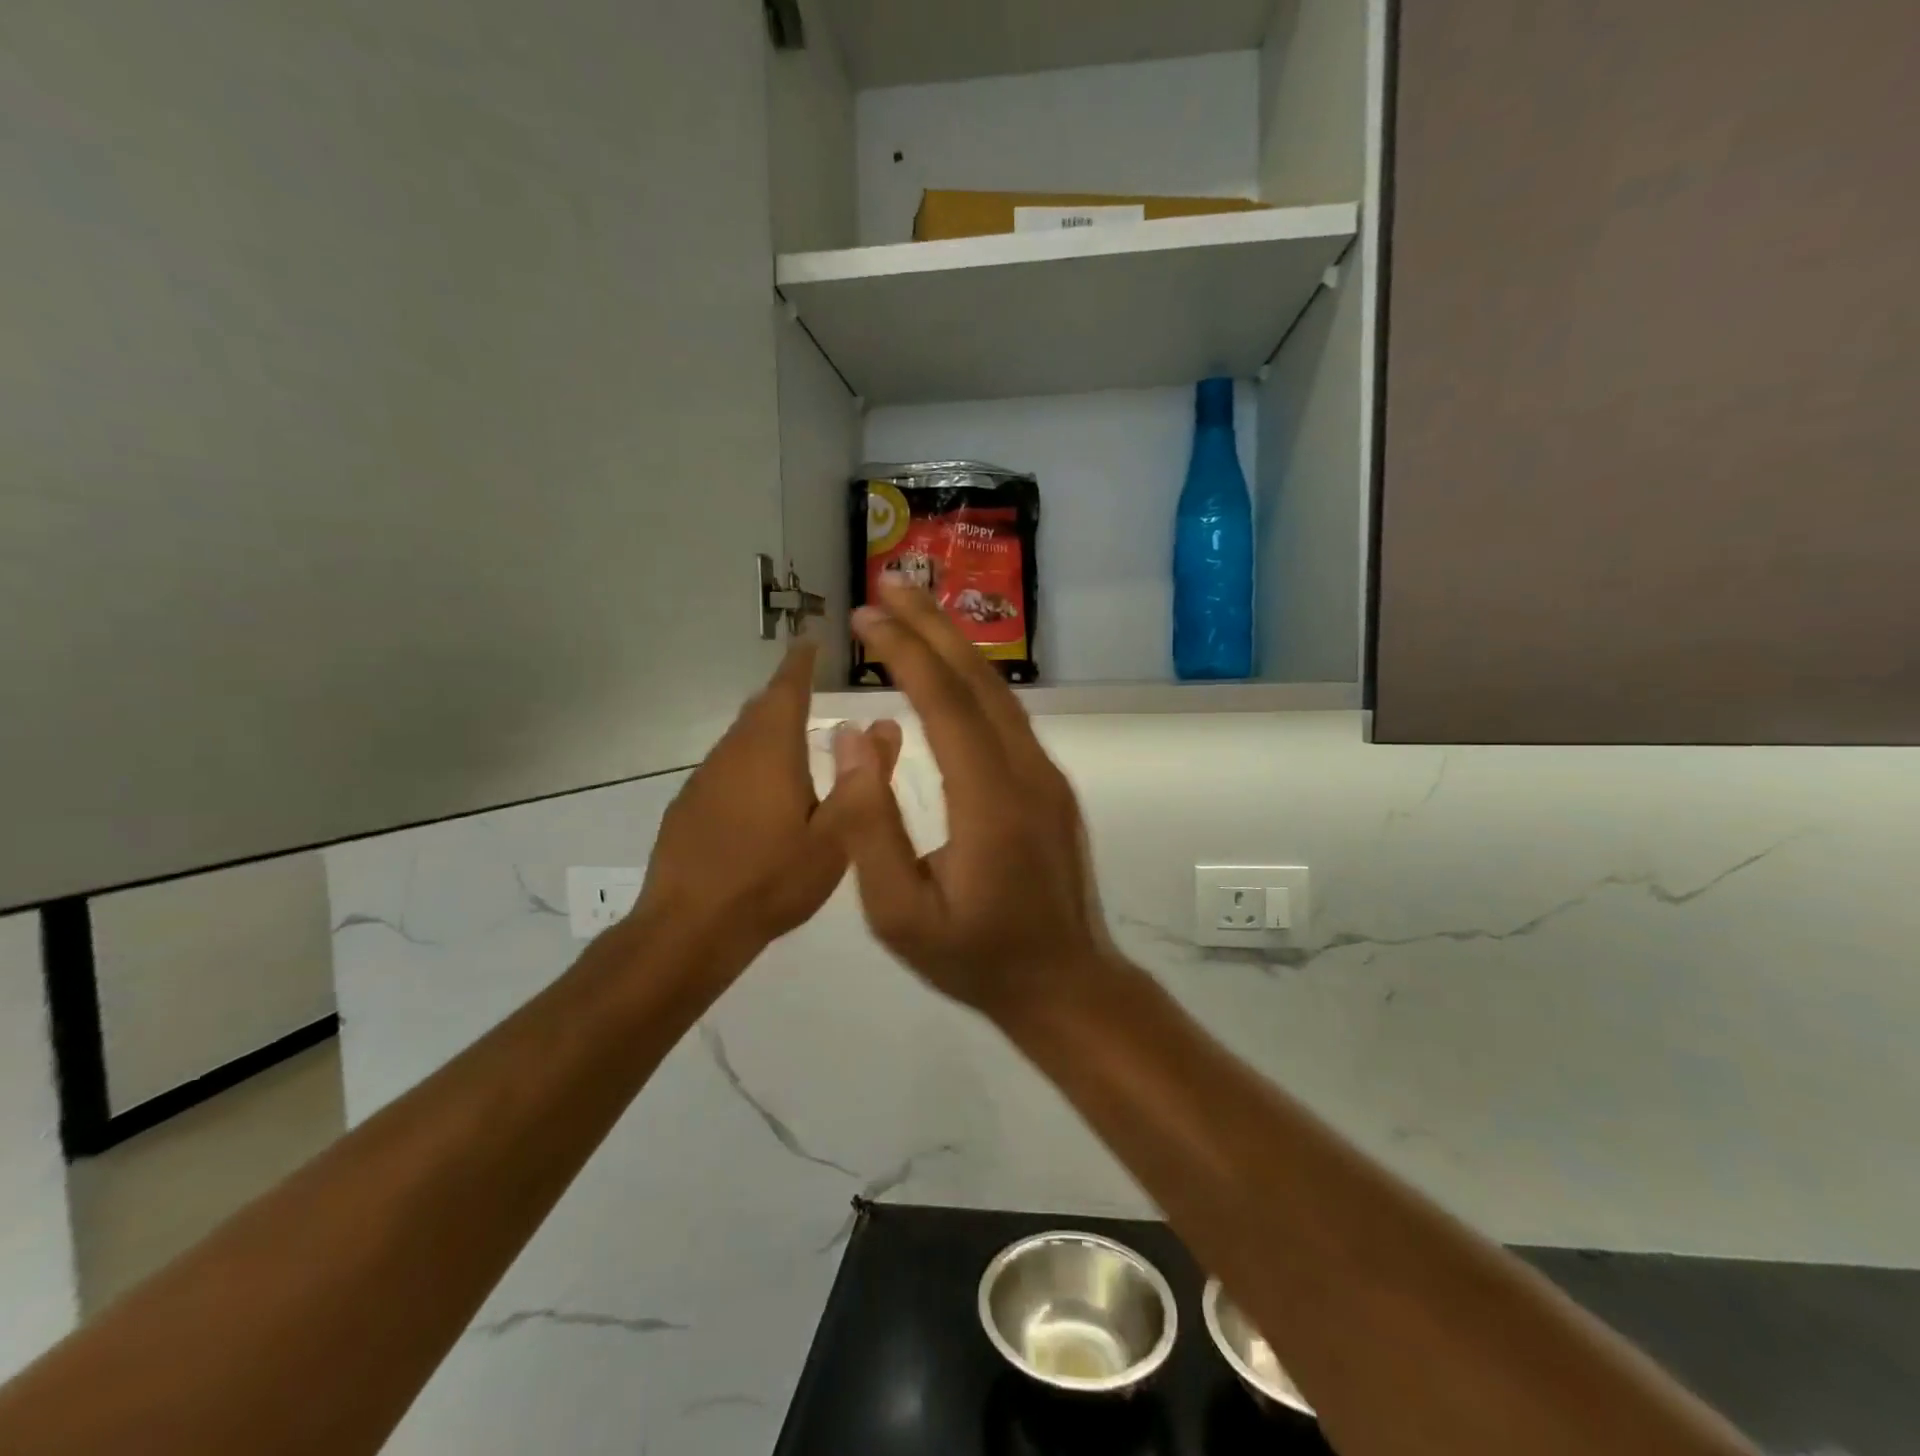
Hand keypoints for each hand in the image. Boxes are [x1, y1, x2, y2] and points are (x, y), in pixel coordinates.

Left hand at [637, 642, 900, 960]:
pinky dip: (752, 765)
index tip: (812, 642)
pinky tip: (765, 797)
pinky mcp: (688, 806)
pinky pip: (727, 768)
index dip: (801, 662)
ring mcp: (704, 778)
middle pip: (761, 710)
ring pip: (742, 740)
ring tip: (798, 744)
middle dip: (787, 695)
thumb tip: (882, 726)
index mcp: (771, 750)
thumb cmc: (772, 879)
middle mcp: (733, 752)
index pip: (787, 687)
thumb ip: (862, 780)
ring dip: (769, 733)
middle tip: (813, 692)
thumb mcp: (836, 837)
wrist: (690, 928)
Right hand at [824, 581, 1112, 1015]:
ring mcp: (1046, 777)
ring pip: (999, 695)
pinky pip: (1008, 718)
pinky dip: (973, 681)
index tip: (867, 617)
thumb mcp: (900, 916)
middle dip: (932, 626)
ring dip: (956, 647)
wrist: (1064, 984)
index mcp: (990, 802)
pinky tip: (950, 671)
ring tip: (915, 611)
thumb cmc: (976, 959)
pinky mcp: (1050, 787)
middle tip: (891, 583)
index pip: (944, 704)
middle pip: (978, 682)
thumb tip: (852, 739)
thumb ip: (870, 828)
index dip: (904, 652)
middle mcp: (1027, 773)